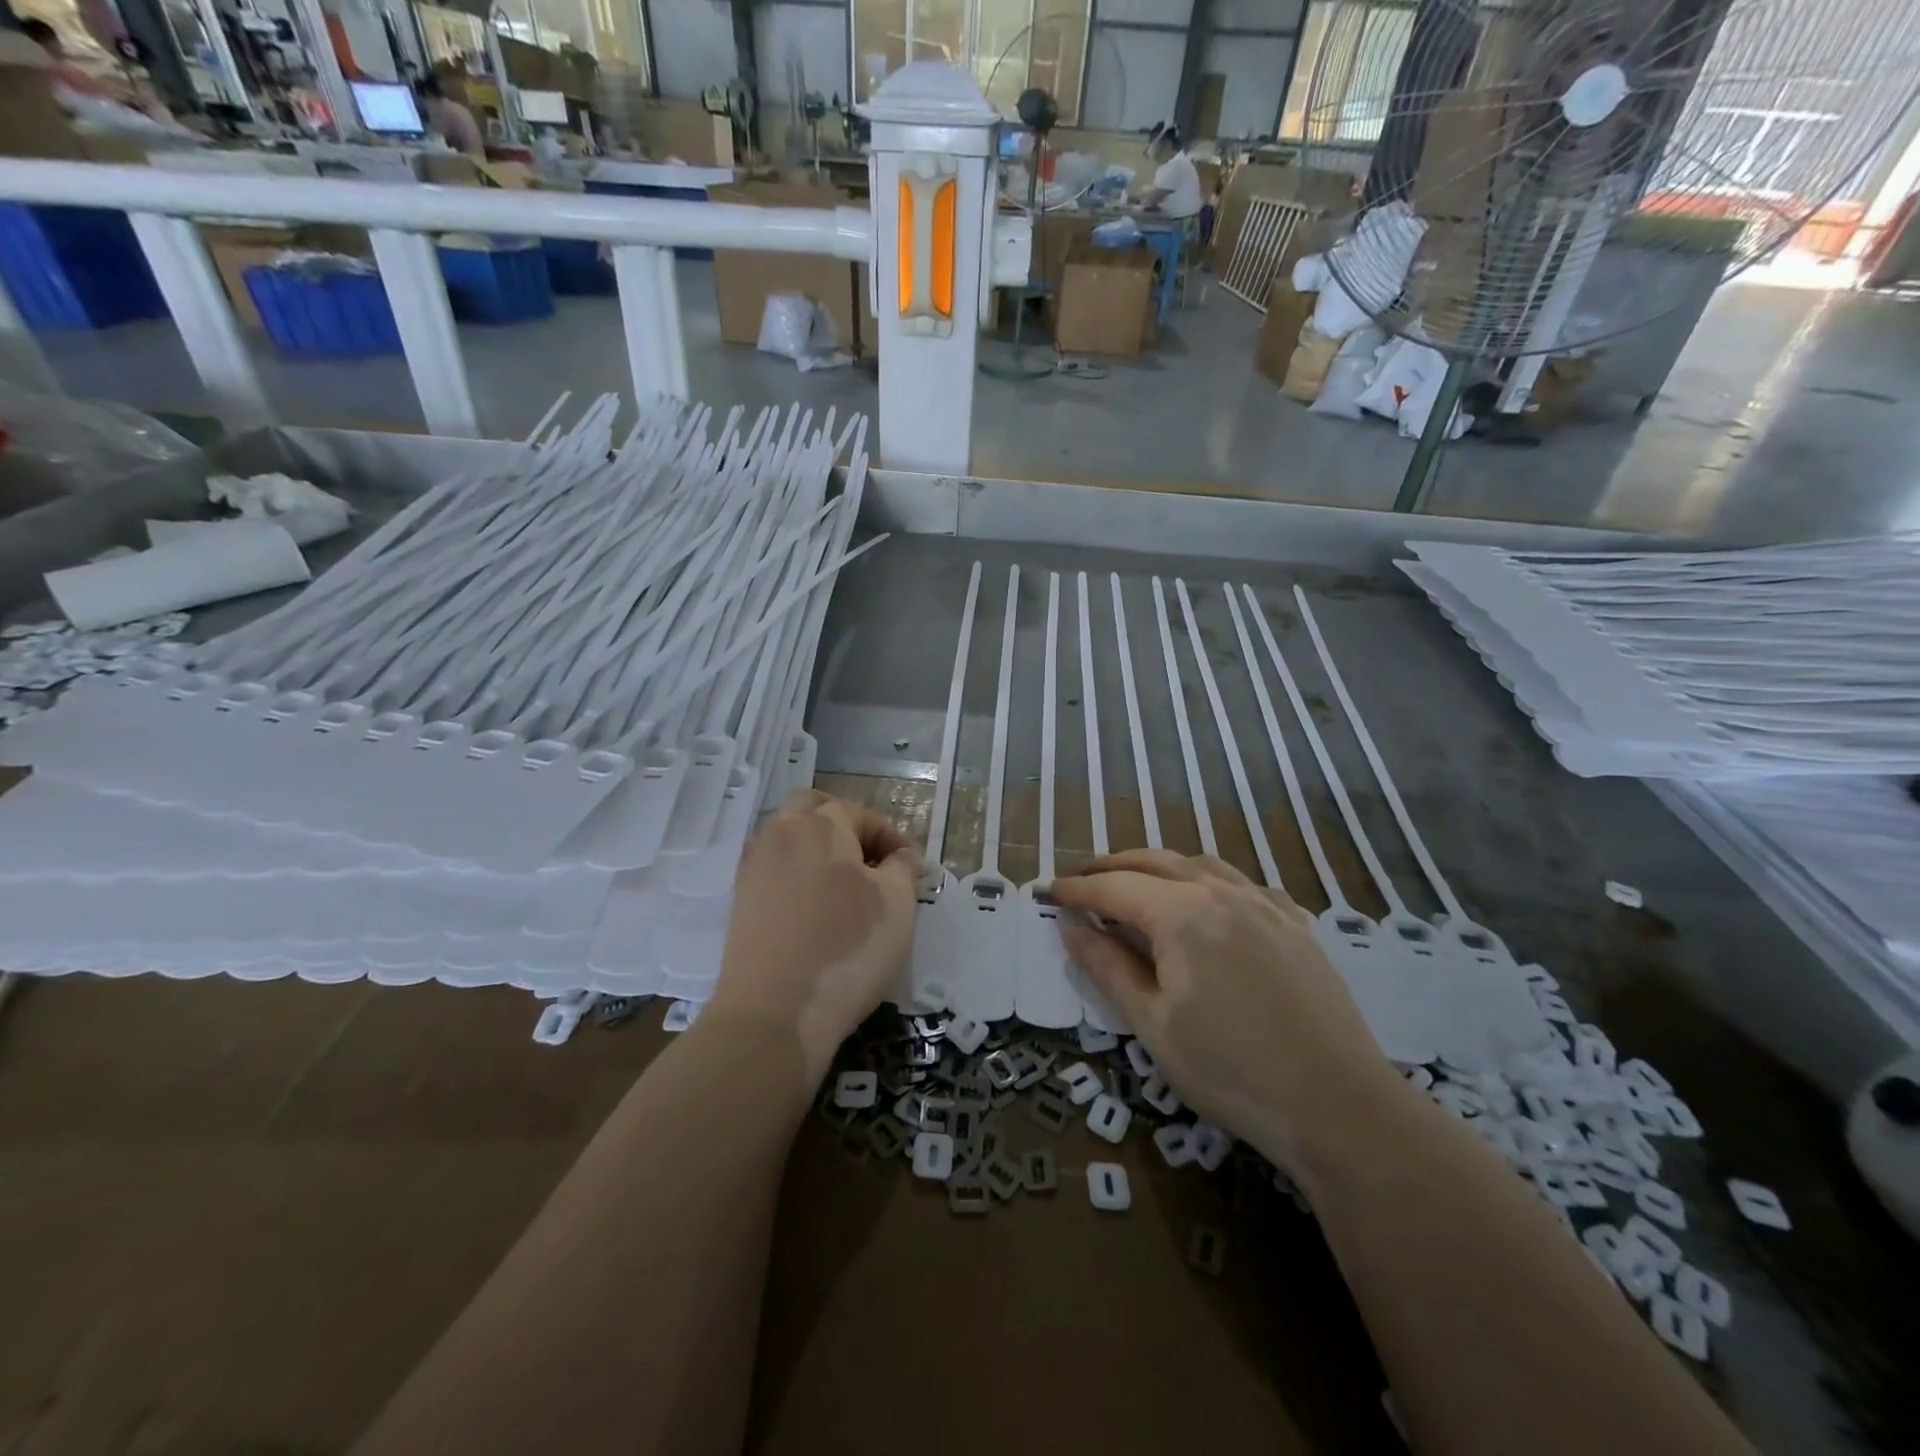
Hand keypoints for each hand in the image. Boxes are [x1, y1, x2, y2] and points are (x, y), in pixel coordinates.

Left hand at [710, 791, 918, 1083]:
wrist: (773, 1014)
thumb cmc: (848, 949)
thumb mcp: (898, 905)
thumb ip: (904, 868)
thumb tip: (902, 856)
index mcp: (820, 825)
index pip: (860, 813)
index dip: (891, 836)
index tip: (912, 868)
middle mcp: (781, 835)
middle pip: (812, 809)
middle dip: (845, 826)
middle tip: (872, 861)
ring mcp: (754, 868)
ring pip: (789, 838)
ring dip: (819, 850)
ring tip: (846, 888)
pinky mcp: (741, 902)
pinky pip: (774, 870)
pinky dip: (798, 875)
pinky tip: (817, 910)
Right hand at [1050, 850, 1406, 1170]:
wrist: (1339, 1106)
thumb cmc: (1230, 1071)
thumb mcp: (1153, 1024)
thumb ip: (1108, 967)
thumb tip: (1071, 927)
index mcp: (1181, 913)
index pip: (1113, 887)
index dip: (1076, 889)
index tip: (1048, 893)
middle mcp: (1221, 892)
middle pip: (1153, 862)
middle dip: (1111, 867)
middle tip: (1081, 881)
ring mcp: (1264, 904)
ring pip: (1198, 863)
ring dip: (1158, 865)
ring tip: (1135, 882)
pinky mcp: (1294, 924)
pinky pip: (1242, 882)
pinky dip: (1207, 878)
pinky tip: (1208, 898)